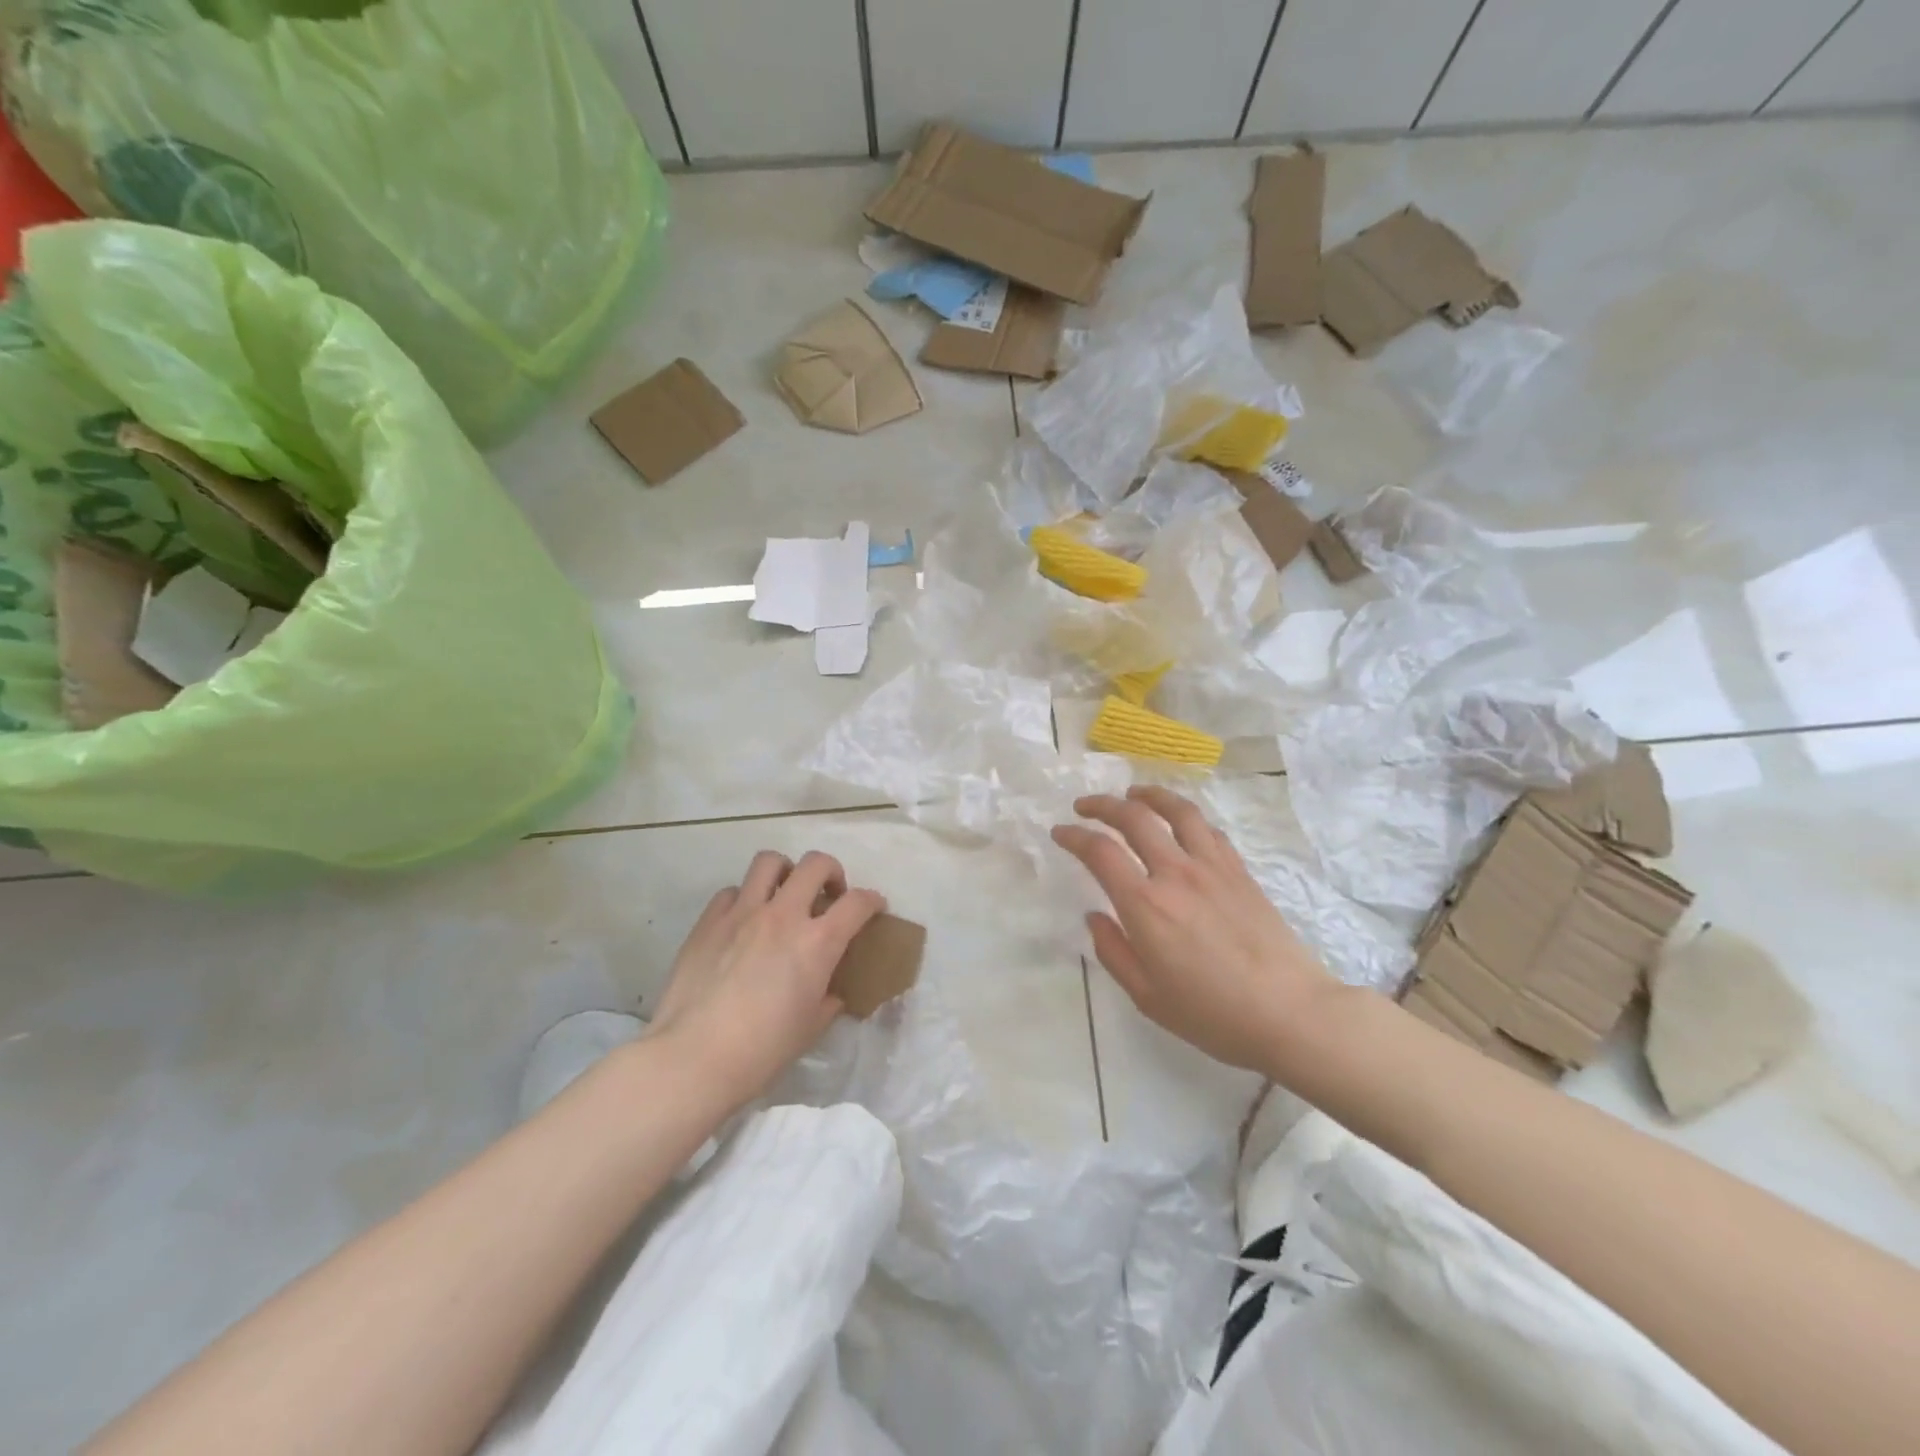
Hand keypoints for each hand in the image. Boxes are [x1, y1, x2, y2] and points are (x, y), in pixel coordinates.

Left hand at [647, 849, 884, 1107]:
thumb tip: (830, 993)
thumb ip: (827, 1000)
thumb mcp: (811, 1028)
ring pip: (769, 861)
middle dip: (831, 872)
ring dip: (785, 872)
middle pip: (816, 864)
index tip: (874, 907)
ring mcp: (742, 913)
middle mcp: (783, 915)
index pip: (858, 902)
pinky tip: (742, 922)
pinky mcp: (708, 921)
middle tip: (828, 894)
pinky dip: (743, 899)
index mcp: (817, 943)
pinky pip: (731, 892)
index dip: (872, 900)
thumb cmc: (762, 1051)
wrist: (693, 1058)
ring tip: (784, 894)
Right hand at [1051, 787, 1339, 1073]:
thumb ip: (1113, 951)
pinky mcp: (1239, 871)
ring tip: (1133, 794)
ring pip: (1176, 810)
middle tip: (1084, 806)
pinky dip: (1185, 816)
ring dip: (1148, 795)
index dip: (1074, 836)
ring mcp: (1212, 867)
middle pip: (1134, 818)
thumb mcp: (1147, 996)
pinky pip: (1208, 828)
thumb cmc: (1212, 1013)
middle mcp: (1175, 873)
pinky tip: (1179, 823)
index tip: (1060, 833)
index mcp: (1146, 905)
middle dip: (1102, 805)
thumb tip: (1095, 916)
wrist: (1290, 1012)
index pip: (1100, 852)